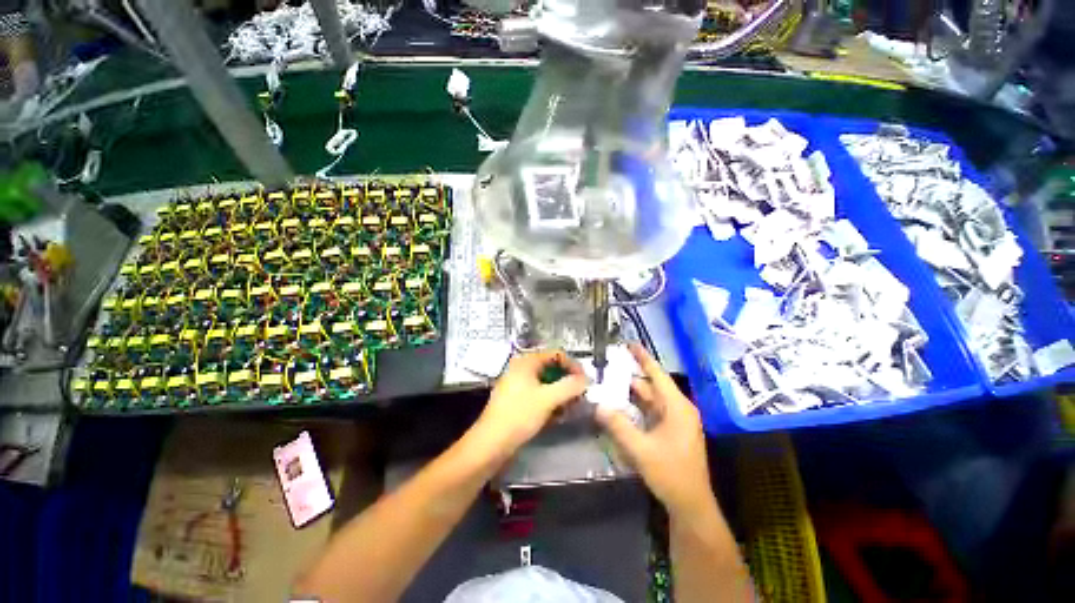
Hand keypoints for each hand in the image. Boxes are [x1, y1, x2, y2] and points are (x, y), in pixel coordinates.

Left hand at [470, 349, 587, 458]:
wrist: (491, 444)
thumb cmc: (519, 415)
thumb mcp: (548, 399)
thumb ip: (570, 386)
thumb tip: (586, 379)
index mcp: (527, 361)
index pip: (557, 354)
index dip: (573, 366)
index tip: (586, 381)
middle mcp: (522, 368)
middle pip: (552, 368)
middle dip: (568, 381)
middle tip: (580, 395)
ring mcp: (518, 384)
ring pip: (546, 382)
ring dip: (561, 393)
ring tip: (571, 407)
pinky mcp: (517, 399)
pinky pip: (539, 394)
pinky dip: (550, 401)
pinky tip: (558, 415)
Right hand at [595, 344, 714, 517]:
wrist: (690, 504)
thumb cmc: (671, 474)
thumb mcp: (641, 449)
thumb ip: (618, 425)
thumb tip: (597, 404)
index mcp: (677, 407)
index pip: (658, 374)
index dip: (643, 358)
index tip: (629, 344)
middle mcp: (677, 409)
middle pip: (651, 386)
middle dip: (630, 376)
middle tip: (608, 367)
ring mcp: (674, 420)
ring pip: (649, 399)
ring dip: (630, 393)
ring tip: (608, 383)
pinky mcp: (669, 431)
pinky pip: (649, 412)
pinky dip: (635, 407)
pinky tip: (619, 406)